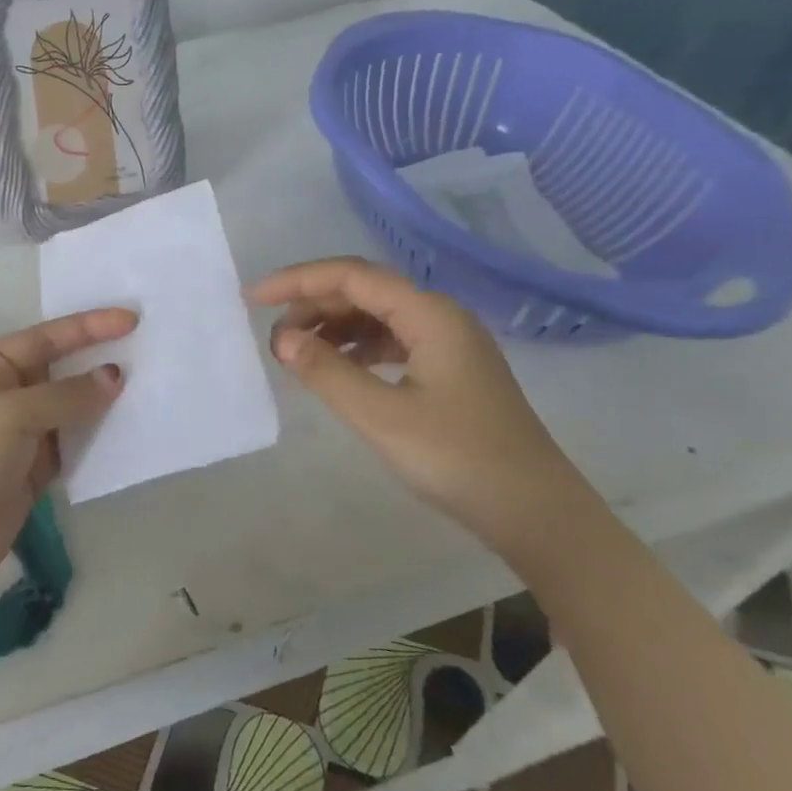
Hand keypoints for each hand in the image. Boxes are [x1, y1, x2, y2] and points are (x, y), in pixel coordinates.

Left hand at [0, 308, 135, 597]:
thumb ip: (66, 395)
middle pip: (60, 369)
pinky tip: (128, 428)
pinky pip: (74, 442)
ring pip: (71, 407)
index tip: (131, 320)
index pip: (46, 338)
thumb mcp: (13, 415)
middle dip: (98, 359)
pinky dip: (98, 436)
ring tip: (148, 386)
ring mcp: (22, 433)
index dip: (88, 327)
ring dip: (102, 400)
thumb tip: (114, 376)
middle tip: (147, 350)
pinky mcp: (35, 468)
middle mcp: (6, 393)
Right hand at [247, 257, 585, 544]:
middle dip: (312, 304)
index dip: (298, 281)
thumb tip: (281, 338)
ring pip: (377, 316)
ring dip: (332, 326)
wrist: (537, 514)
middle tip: (274, 336)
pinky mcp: (450, 370)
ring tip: (297, 353)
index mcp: (430, 315)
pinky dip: (356, 347)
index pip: (352, 276)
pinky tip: (337, 368)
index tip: (254, 299)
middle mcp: (440, 317)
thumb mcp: (381, 416)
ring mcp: (449, 343)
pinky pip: (391, 340)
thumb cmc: (459, 459)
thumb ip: (326, 371)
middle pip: (364, 291)